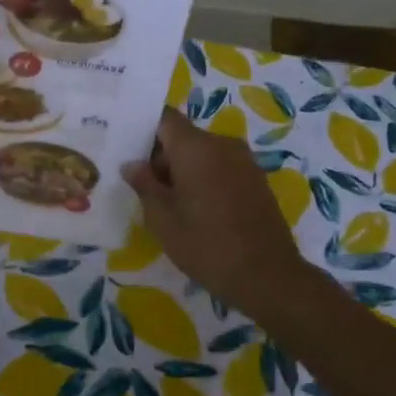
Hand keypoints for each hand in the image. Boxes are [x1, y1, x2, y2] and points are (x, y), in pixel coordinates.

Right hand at [122, 107, 314, 315]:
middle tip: (143, 187)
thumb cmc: (206, 245)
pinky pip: (221, 167)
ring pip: (203, 153)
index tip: (128, 151)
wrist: (267, 276)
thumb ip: (144, 185)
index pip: (164, 118)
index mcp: (196, 147)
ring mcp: (244, 161)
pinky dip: (205, 179)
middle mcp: (222, 144)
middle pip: (184, 137)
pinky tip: (197, 210)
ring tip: (169, 202)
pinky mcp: (257, 180)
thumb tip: (132, 164)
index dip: (144, 130)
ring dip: (184, 170)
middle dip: (162, 157)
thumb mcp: (162, 219)